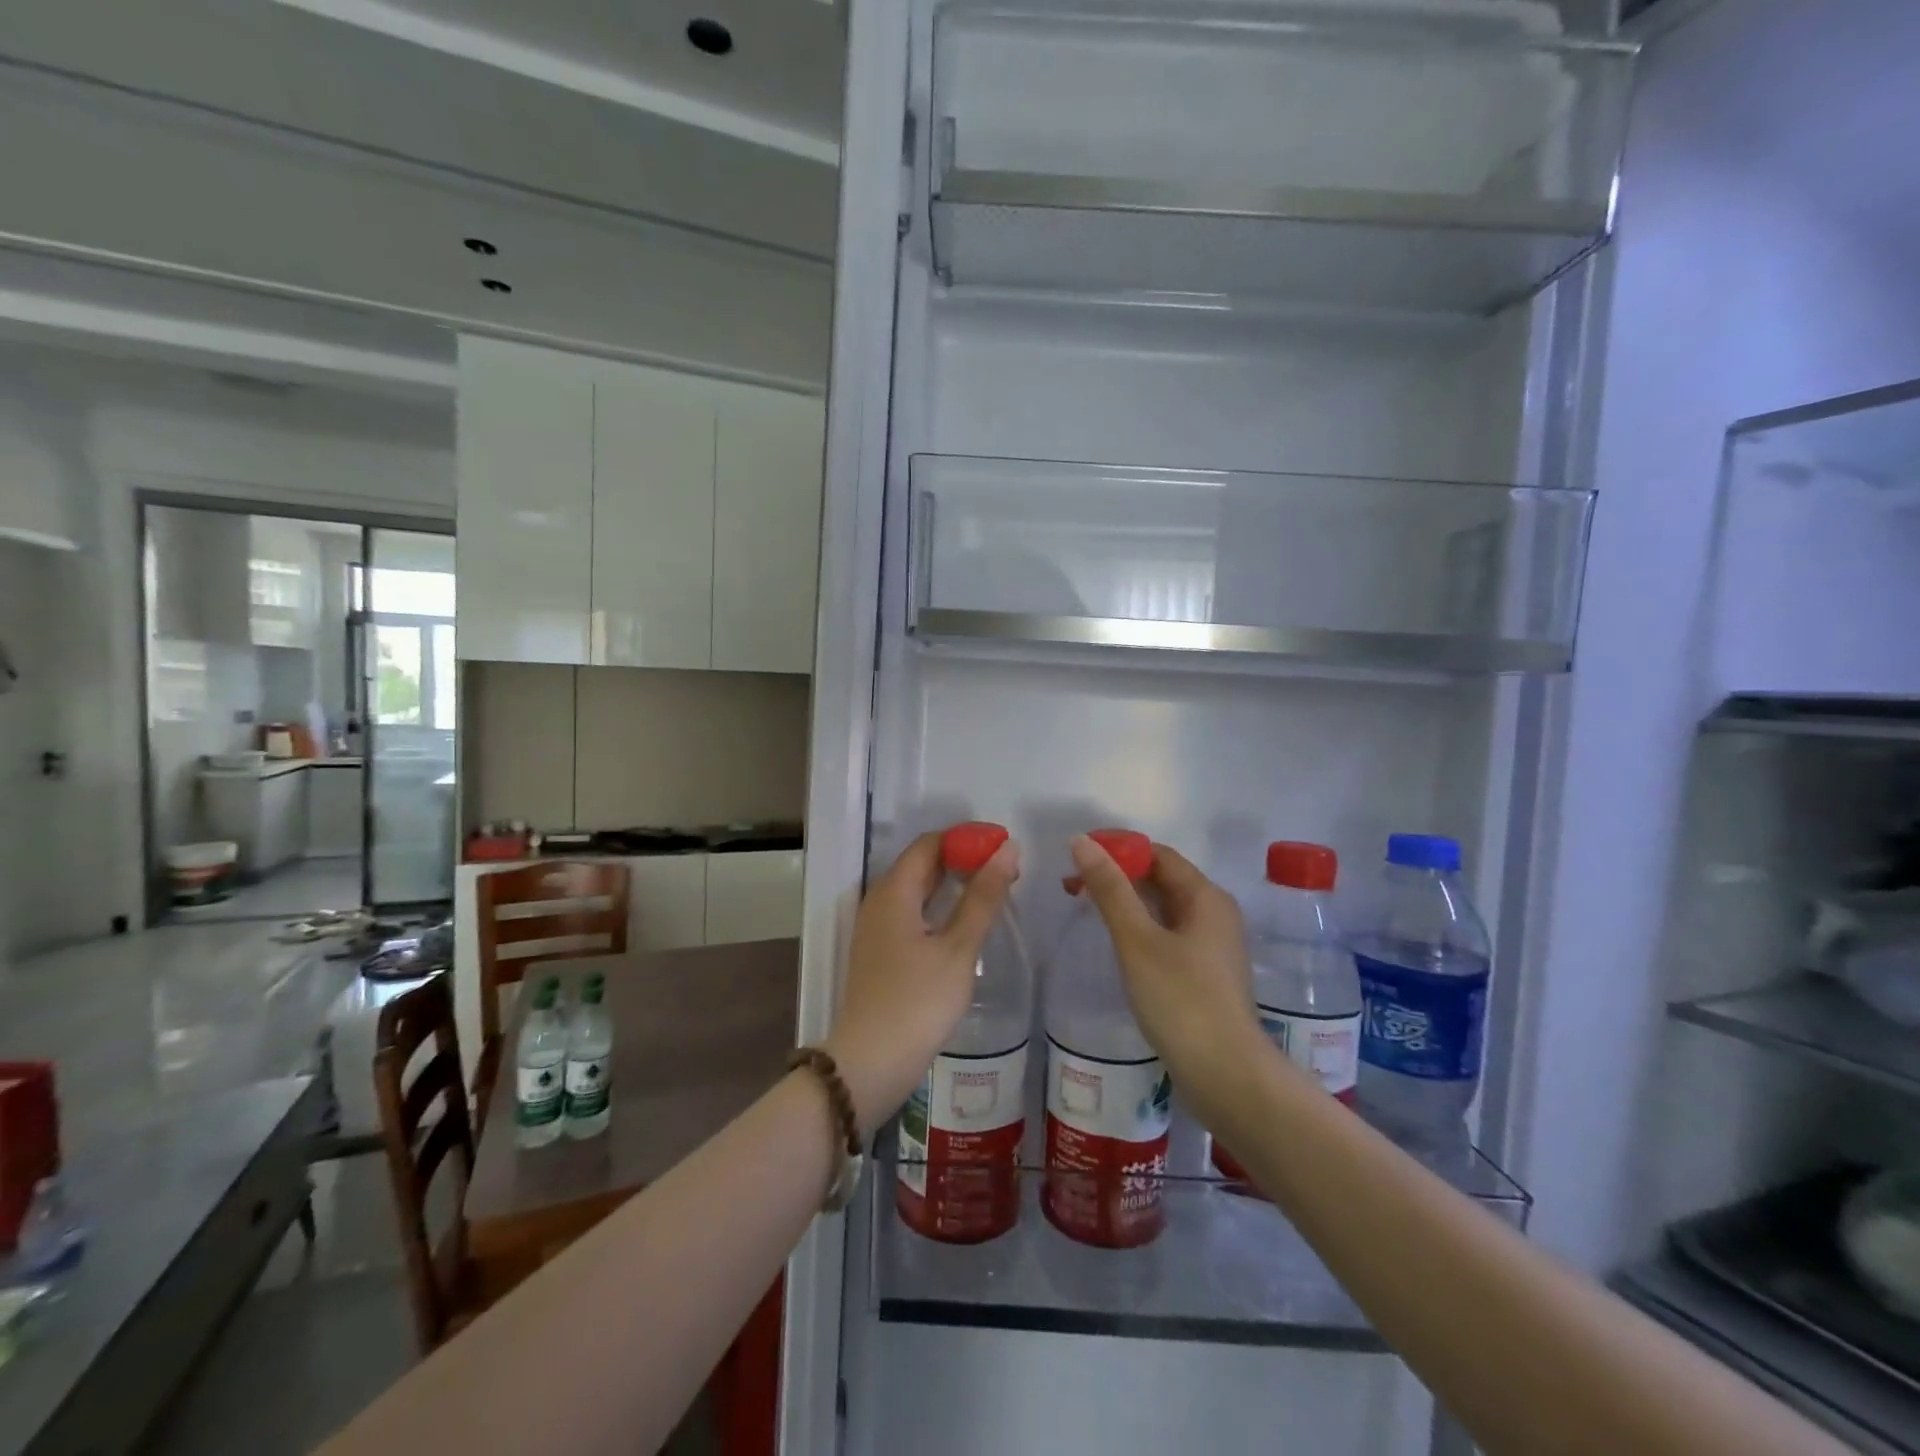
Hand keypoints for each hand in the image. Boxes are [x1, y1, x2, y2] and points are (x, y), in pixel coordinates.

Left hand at [824, 831, 1019, 1137]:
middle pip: (922, 862)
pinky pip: (913, 911)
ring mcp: (877, 926)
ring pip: (918, 888)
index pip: (931, 842)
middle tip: (1007, 868)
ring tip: (994, 890)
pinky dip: (941, 906)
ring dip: (954, 883)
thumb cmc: (918, 1001)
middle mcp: (879, 899)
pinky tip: (965, 922)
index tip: (1004, 845)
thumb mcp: (958, 947)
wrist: (871, 1062)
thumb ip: (983, 896)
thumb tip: (1007, 849)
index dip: (967, 838)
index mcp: (893, 890)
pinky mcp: (881, 950)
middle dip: (964, 859)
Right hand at [1068, 834, 1266, 1113]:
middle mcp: (1215, 913)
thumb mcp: (1137, 940)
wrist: (1226, 1076)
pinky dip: (1140, 928)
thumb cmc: (1181, 1000)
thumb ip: (1109, 889)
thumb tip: (1082, 841)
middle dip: (1118, 876)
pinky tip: (1117, 943)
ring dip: (1127, 902)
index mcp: (1205, 896)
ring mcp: (1213, 946)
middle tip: (1072, 886)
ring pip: (1164, 908)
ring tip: (1086, 910)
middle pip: (1161, 878)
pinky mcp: (1206, 974)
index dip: (1117, 849)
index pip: (1157, 854)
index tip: (1076, 858)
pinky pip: (1168, 934)